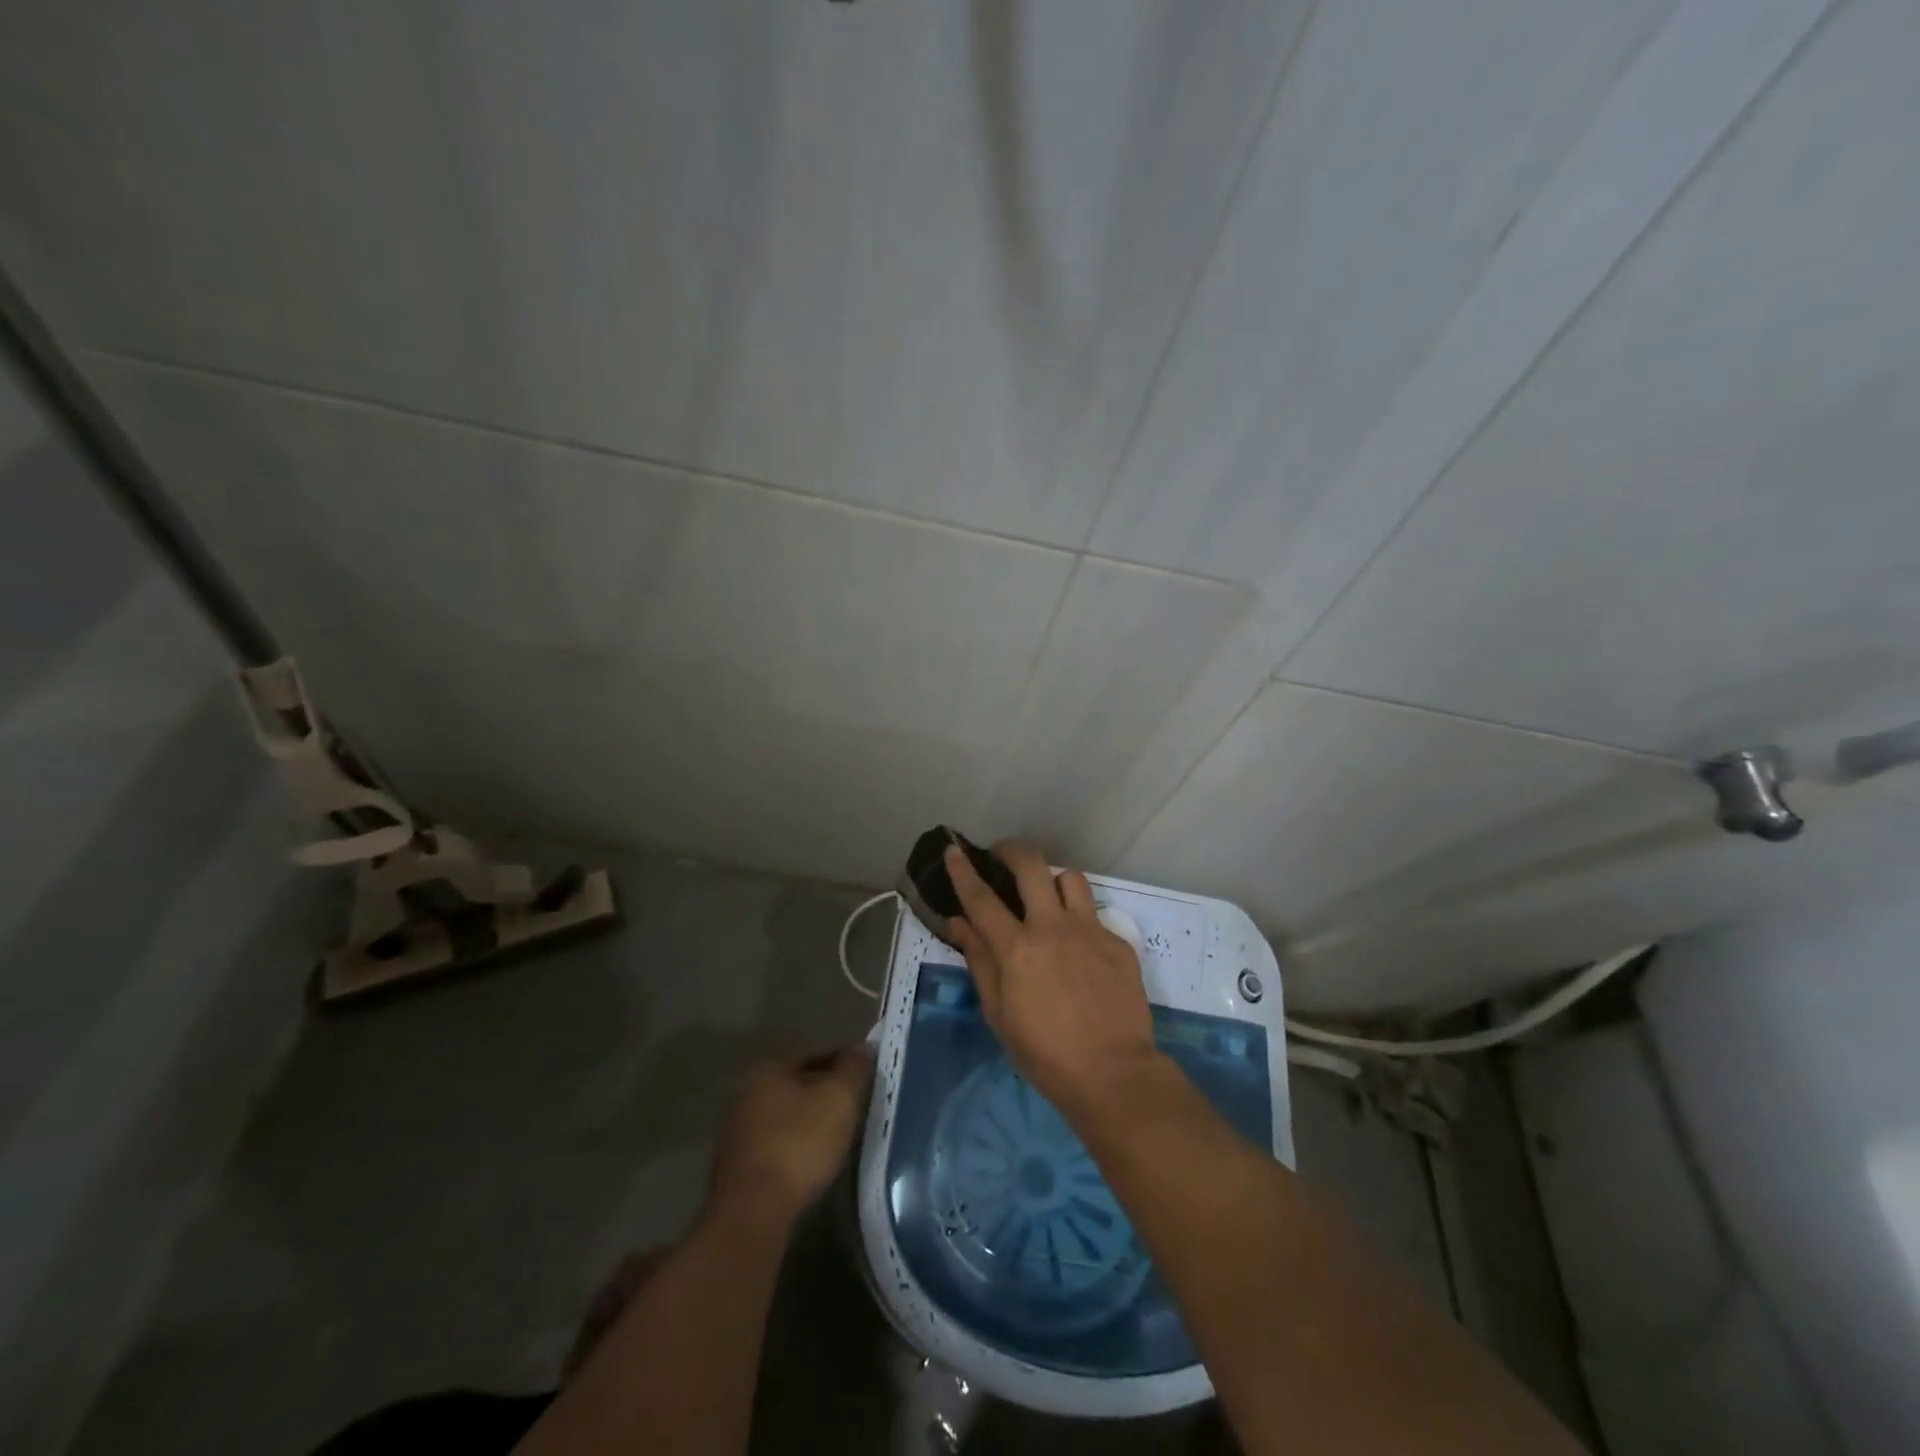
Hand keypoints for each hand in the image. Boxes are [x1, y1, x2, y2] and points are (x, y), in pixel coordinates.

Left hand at [705, 1047, 872, 1232]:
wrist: (751, 1214)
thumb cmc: (798, 1145)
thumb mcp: (839, 1099)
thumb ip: (853, 1068)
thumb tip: (862, 1047)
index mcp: (767, 1068)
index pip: (815, 1055)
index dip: (843, 1064)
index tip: (864, 1079)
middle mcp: (745, 1092)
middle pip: (797, 1084)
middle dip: (825, 1092)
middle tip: (854, 1106)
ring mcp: (736, 1130)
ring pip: (785, 1115)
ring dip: (809, 1120)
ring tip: (838, 1135)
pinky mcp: (735, 1165)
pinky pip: (775, 1142)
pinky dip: (795, 1145)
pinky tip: (812, 1160)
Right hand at [945, 841, 1159, 1120]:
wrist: (1113, 1073)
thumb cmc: (1045, 1053)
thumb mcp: (999, 1013)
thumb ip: (979, 961)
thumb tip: (958, 923)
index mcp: (1017, 948)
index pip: (981, 898)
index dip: (964, 870)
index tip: (953, 849)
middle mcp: (1052, 927)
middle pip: (1031, 866)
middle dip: (1011, 850)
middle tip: (1002, 855)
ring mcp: (1089, 931)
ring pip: (1069, 878)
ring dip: (1052, 880)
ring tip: (1046, 897)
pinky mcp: (1118, 942)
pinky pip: (1094, 914)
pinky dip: (1079, 920)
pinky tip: (1078, 947)